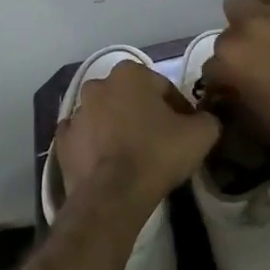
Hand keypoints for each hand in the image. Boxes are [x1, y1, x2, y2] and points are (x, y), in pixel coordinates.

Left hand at [56, 62, 219, 215]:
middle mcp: (99, 84)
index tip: (186, 131)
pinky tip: (110, 163)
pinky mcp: (62, 141)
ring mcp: (76, 112)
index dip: (179, 110)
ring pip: (106, 116)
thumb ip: (207, 118)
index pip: (163, 88)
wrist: (113, 195)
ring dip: (118, 128)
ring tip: (135, 155)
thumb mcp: (201, 134)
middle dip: (145, 114)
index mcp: (130, 73)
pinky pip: (85, 138)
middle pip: (131, 98)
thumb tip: (203, 120)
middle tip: (161, 142)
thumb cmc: (157, 154)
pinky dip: (96, 146)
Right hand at [203, 0, 269, 157]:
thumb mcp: (256, 124)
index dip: (222, 83)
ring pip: (239, 4)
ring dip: (245, 20)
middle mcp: (242, 33)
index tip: (233, 91)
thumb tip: (231, 93)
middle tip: (253, 65)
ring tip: (263, 35)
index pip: (211, 69)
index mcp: (228, 63)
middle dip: (235, 51)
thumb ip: (236, 102)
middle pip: (225, 36)